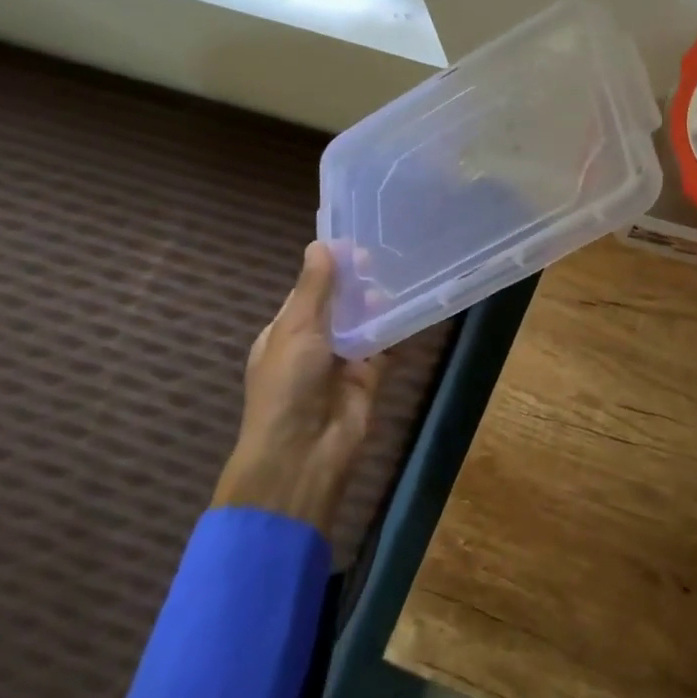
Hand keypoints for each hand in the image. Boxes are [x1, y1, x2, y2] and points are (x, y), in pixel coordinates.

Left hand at [212, 242, 382, 534]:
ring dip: (376, 304)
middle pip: (339, 306)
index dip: (329, 269)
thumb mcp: (296, 329)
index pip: (308, 292)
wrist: (304, 452)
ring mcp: (341, 362)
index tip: (356, 245)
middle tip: (381, 259)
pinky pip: (384, 346)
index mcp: (285, 334)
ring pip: (363, 323)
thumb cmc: (288, 385)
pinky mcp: (369, 377)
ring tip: (398, 278)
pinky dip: (396, 329)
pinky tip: (411, 307)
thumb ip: (314, 288)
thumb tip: (320, 245)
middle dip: (356, 284)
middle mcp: (313, 345)